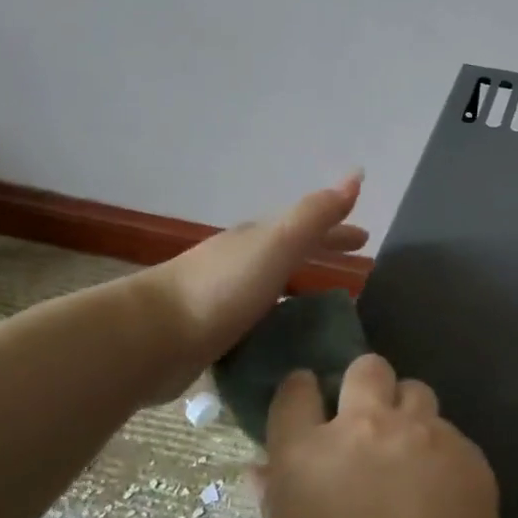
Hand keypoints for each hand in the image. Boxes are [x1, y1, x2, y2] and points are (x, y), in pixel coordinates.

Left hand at [124, 172, 367, 399]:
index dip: (338, 232)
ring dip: (299, 290)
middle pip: (291, 253)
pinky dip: (276, 321)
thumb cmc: (222, 287)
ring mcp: (223, 296)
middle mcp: (241, 262)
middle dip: (321, 255)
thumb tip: (355, 176)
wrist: (150, 337)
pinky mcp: (210, 332)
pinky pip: (257, 320)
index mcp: (258, 239)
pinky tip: (285, 341)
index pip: (309, 228)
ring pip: (272, 287)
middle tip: (356, 272)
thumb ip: (315, 214)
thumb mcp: (277, 244)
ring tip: (326, 310)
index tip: (367, 240)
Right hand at [258, 354, 517, 517]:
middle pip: (366, 368)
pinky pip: (448, 431)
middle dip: (364, 387)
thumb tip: (264, 468)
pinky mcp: (466, 450)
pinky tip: (444, 495)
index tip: (310, 410)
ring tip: (410, 459)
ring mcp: (421, 434)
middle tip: (368, 429)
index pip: (295, 390)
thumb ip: (280, 501)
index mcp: (307, 456)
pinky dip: (440, 451)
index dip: (302, 395)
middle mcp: (364, 429)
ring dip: (407, 414)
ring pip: (415, 391)